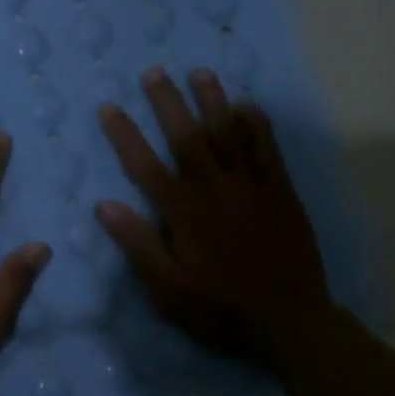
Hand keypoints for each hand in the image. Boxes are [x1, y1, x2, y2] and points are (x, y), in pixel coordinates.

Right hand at [96, 68, 334, 369]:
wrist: (289, 323)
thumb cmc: (219, 309)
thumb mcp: (166, 288)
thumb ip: (137, 244)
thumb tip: (104, 205)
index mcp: (184, 213)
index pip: (146, 165)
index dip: (125, 135)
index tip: (109, 108)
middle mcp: (216, 190)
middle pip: (188, 137)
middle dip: (168, 103)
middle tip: (154, 72)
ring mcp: (252, 188)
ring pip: (230, 134)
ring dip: (213, 101)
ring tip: (200, 72)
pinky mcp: (282, 193)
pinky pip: (269, 150)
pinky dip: (258, 125)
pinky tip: (249, 105)